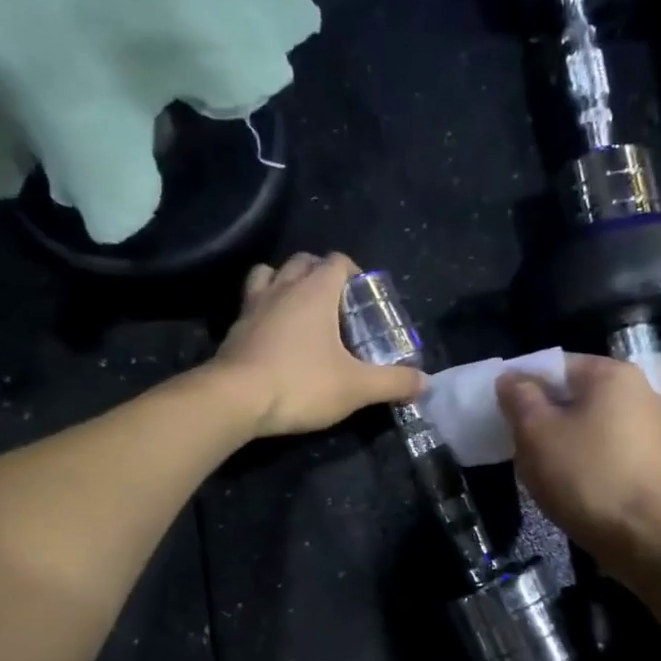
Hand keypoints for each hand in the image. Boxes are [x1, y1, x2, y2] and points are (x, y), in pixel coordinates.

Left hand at [211, 252, 422, 437]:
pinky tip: (273, 335)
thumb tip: (426, 383)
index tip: (363, 300)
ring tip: (299, 311)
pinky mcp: (234, 329)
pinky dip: (264, 310)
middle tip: (336, 306)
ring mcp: (253, 306)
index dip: (355, 274)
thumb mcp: (356, 387)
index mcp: (315, 291)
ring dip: (285, 283)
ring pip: (270, 275)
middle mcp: (283, 288)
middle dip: (321, 275)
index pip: (338, 261)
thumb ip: (393, 382)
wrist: (234, 400)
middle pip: (303, 261)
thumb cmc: (301, 383)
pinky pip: (251, 304)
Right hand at [496, 353, 660, 563]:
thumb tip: (511, 379)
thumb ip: (519, 397)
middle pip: (574, 393)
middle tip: (517, 442)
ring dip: (562, 438)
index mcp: (612, 374)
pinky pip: (606, 446)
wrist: (642, 536)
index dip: (521, 386)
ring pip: (589, 422)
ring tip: (540, 465)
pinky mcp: (653, 459)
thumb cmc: (584, 475)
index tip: (501, 413)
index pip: (554, 366)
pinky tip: (569, 481)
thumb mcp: (536, 432)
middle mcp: (639, 391)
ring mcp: (651, 427)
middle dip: (543, 414)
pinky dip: (584, 456)